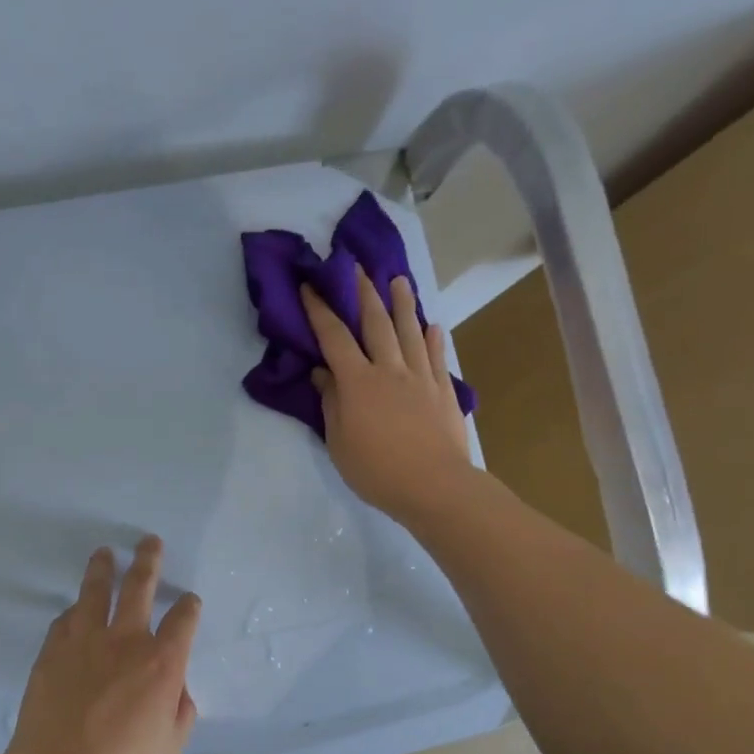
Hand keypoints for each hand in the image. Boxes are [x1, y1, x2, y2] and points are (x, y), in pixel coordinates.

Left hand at [3, 536, 201, 753]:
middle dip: (148, 561)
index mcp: (162, 662)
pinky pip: (67, 618)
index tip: (189, 600)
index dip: (189, 606)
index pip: (183, 619)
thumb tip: (174, 686)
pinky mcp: (53, 649)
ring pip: (96, 591)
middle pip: (139, 586)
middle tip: (149, 542)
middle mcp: (126, 640)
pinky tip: (76, 608)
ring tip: (106, 553)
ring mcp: (85, 640)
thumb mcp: (172, 743)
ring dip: (103, 568)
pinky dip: (76, 610)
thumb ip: (180, 706)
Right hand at [302, 267, 472, 519]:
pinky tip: (432, 326)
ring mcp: (420, 378)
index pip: (334, 338)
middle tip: (357, 268)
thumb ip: (331, 404)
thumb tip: (323, 374)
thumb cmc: (377, 470)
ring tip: (399, 280)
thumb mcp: (339, 442)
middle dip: (364, 293)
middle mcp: (389, 370)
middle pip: (376, 323)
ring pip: (410, 332)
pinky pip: (436, 357)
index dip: (320, 311)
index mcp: (358, 382)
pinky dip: (433, 339)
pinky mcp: (443, 391)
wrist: (433, 486)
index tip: (310, 287)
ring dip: (403, 304)